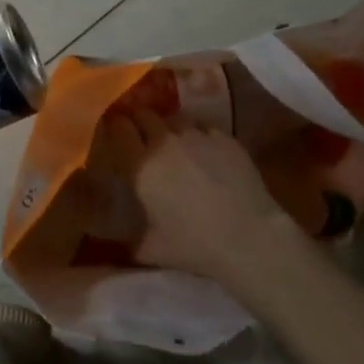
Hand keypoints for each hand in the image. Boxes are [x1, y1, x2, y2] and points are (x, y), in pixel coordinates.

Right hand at [106, 110, 301, 290]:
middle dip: (141, 122)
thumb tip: (119, 244)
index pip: (119, 128)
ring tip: (175, 142)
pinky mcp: (225, 138)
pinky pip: (205, 127)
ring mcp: (197, 136)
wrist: (248, 237)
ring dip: (170, 127)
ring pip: (176, 118)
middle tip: (142, 137)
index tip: (116, 134)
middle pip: (145, 115)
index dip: (116, 127)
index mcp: (140, 165)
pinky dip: (200, 135)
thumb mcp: (151, 249)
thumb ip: (129, 241)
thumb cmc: (193, 245)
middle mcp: (165, 142)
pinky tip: (205, 151)